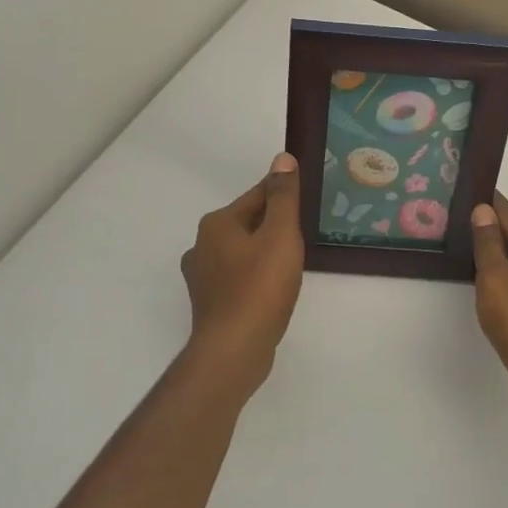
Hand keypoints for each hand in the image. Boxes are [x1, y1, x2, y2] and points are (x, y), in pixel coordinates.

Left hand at [180, 153, 306, 386]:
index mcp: (217, 223)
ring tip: (293, 260)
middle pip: (247, 222)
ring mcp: (203, 276)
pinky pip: (238, 276)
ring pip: (242, 251)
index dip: (283, 195)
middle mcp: (202, 245)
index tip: (305, 199)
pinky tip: (273, 287)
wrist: (233, 350)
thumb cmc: (260, 288)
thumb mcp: (280, 235)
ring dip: (264, 250)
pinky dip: (256, 275)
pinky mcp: (210, 302)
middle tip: (305, 232)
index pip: (257, 195)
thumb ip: (283, 196)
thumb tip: (282, 158)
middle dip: (274, 223)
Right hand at [470, 197, 507, 432]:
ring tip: (460, 247)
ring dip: (492, 253)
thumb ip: (489, 243)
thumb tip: (483, 210)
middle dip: (487, 226)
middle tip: (452, 218)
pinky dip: (498, 277)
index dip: (487, 201)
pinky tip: (479, 283)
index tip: (463, 188)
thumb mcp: (498, 278)